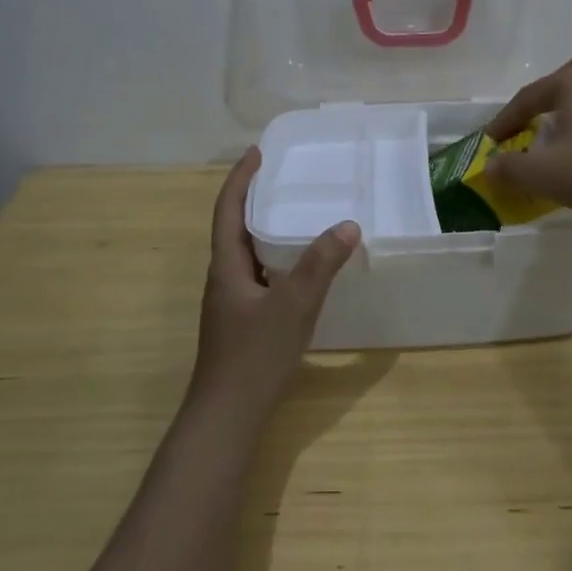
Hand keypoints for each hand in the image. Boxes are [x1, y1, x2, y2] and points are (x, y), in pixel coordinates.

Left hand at [191, 147, 359, 419]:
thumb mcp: (293, 306)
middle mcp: (224, 278)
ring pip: (248, 253)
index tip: (258, 152)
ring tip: (298, 213)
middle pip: (235, 227)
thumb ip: (321, 265)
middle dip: (256, 198)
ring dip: (266, 228)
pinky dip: (278, 259)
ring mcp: (233, 302)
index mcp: (226, 266)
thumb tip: (348, 224)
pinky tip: (302, 268)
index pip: (227, 209)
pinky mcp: (244, 321)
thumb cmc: (253, 357)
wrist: (227, 418)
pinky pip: (261, 275)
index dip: (241, 178)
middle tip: (286, 177)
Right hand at [482, 52, 571, 219]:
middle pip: (555, 87)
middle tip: (521, 130)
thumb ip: (508, 168)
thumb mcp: (543, 174)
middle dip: (535, 108)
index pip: (526, 99)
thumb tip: (490, 166)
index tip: (488, 144)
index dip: (503, 123)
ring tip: (547, 143)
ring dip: (560, 118)